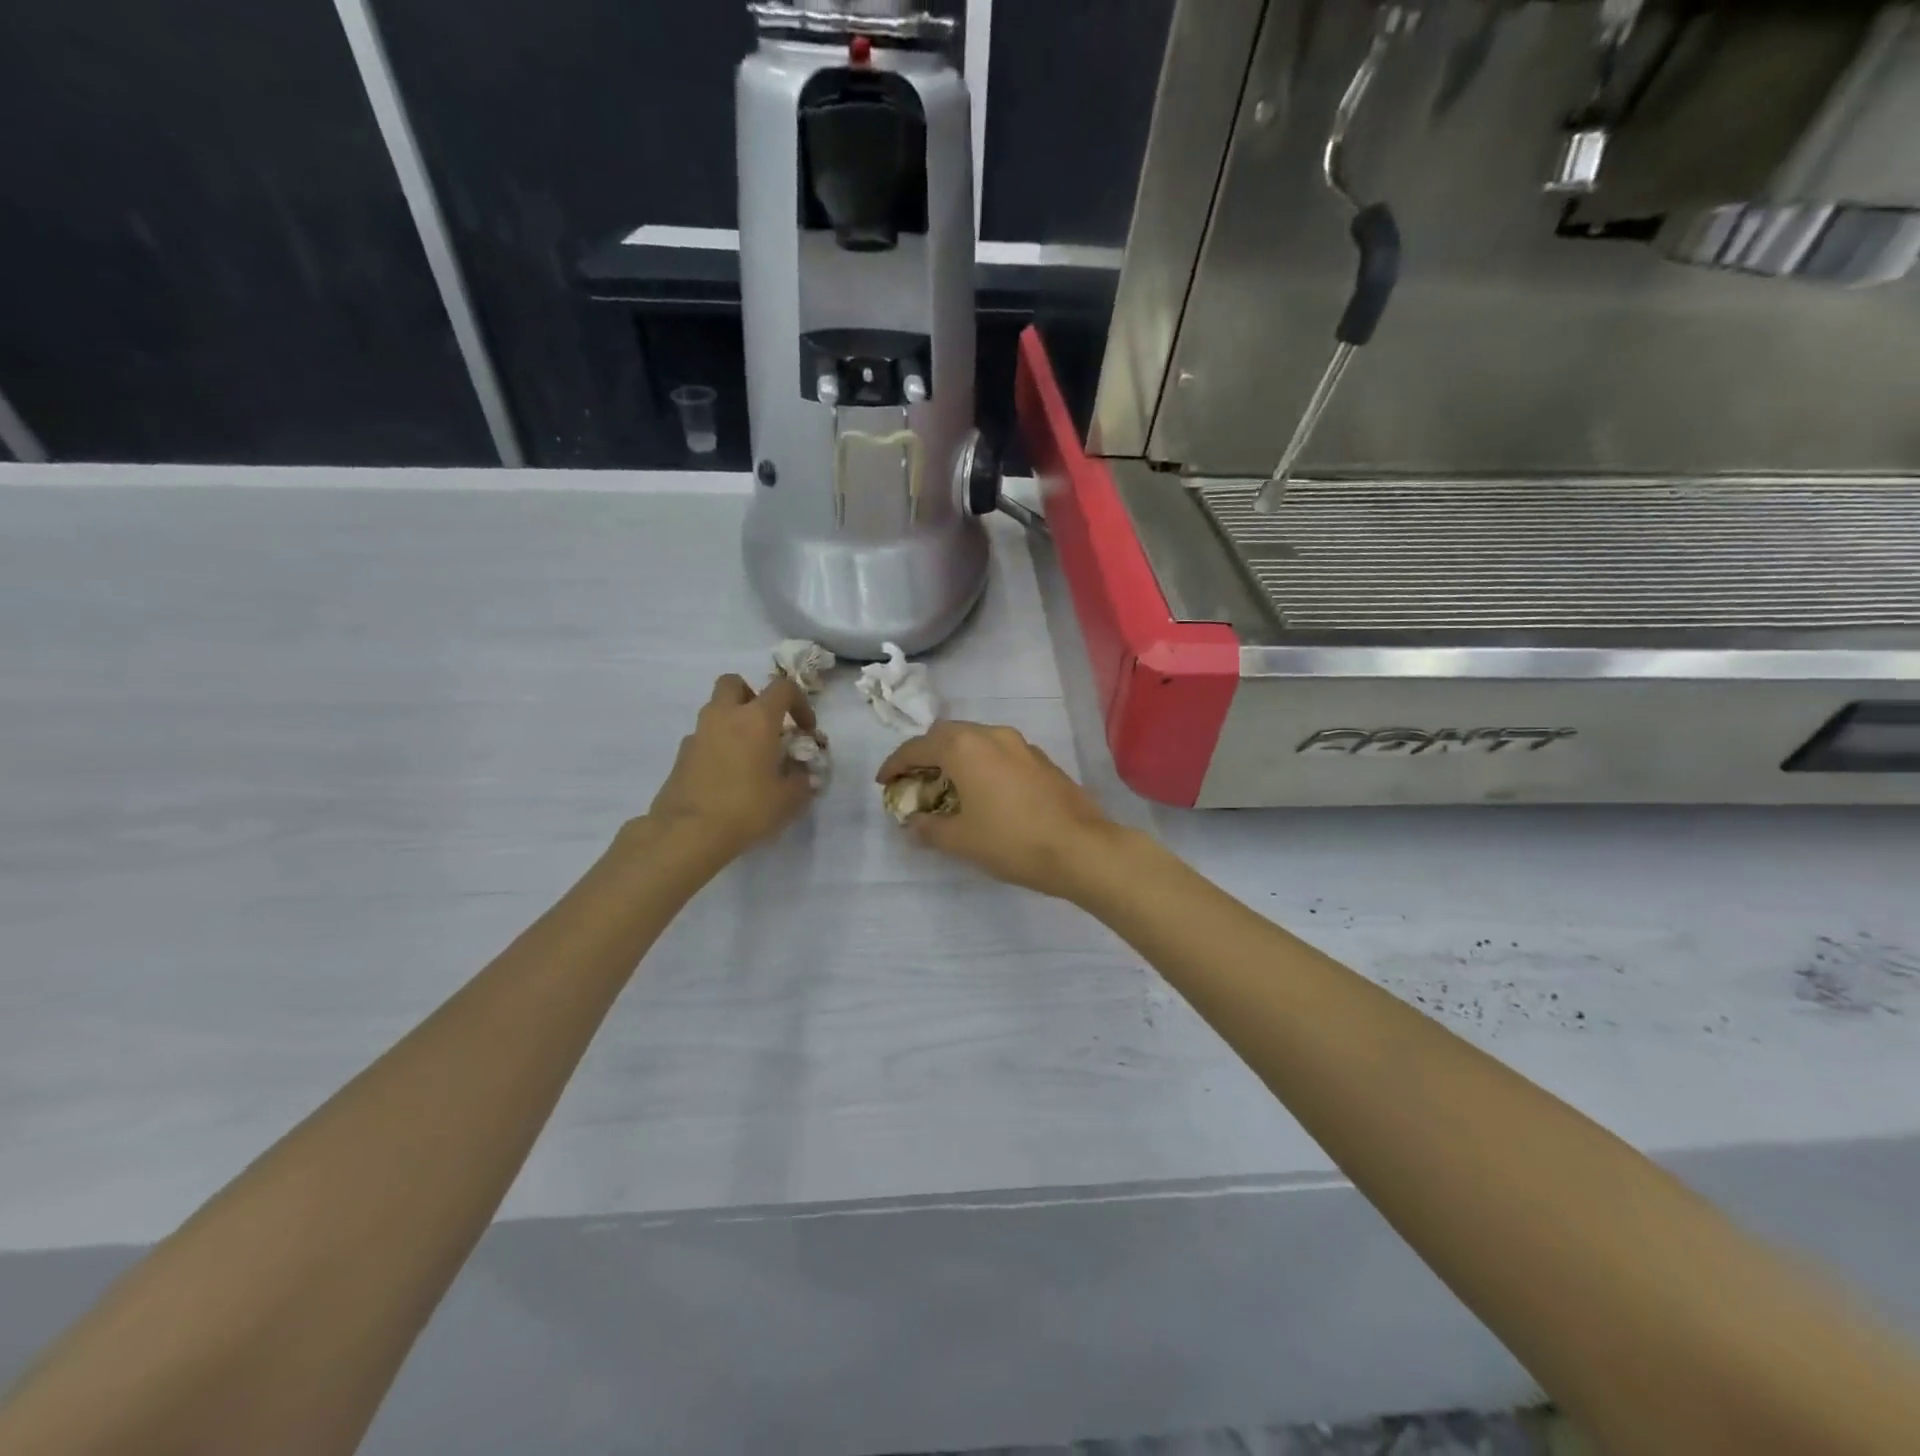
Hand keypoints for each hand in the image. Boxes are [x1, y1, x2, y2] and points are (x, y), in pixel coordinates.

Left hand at [644, 674, 821, 863]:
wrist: (688, 832)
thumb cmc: (747, 808)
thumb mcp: (789, 799)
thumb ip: (801, 780)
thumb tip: (801, 774)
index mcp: (757, 719)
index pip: (782, 688)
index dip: (799, 703)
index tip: (805, 730)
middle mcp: (724, 716)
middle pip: (734, 683)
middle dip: (752, 696)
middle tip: (765, 725)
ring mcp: (698, 734)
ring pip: (715, 710)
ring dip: (733, 721)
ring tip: (748, 755)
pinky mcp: (681, 755)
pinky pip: (704, 737)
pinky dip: (717, 745)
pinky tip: (726, 776)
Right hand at [875, 721, 1119, 898]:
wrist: (1081, 848)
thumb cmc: (1012, 841)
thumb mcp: (960, 840)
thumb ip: (929, 828)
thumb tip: (913, 823)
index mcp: (964, 747)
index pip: (917, 747)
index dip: (895, 764)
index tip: (883, 781)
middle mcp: (991, 734)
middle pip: (947, 735)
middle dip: (926, 755)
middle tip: (914, 780)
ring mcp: (1021, 744)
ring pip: (976, 740)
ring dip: (956, 757)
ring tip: (948, 786)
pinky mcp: (1041, 759)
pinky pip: (999, 752)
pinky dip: (982, 764)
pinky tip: (984, 791)